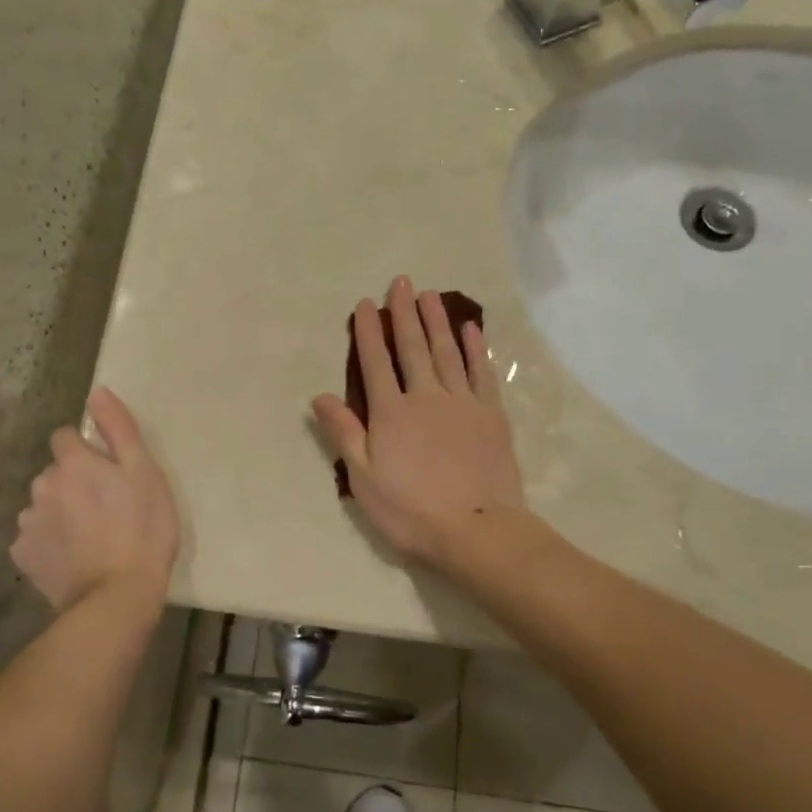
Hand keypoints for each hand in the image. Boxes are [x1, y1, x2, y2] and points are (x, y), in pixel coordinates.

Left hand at [12, 387, 178, 613]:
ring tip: (89, 536)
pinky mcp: (23, 556)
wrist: (117, 596)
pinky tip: (72, 557)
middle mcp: (42, 485)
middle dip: (73, 482)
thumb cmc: (142, 528)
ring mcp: (29, 522)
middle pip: (55, 472)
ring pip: (43, 504)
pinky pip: (35, 537)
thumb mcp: (145, 472)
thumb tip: (96, 392)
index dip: (87, 451)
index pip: (66, 437)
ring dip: (60, 511)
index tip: (108, 472)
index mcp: (73, 462)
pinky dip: (49, 542)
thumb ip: (118, 429)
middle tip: (105, 507)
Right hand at [312, 276, 524, 562]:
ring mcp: (462, 402)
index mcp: (391, 412)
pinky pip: (481, 372)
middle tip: (401, 282)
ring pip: (446, 352)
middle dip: (404, 313)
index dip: (370, 332)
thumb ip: (344, 432)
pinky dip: (475, 348)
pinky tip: (471, 329)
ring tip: (431, 295)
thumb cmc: (410, 509)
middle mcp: (425, 396)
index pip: (376, 362)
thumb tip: (320, 396)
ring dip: (437, 321)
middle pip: (412, 347)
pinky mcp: (490, 413)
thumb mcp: (364, 478)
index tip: (367, 304)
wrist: (476, 528)